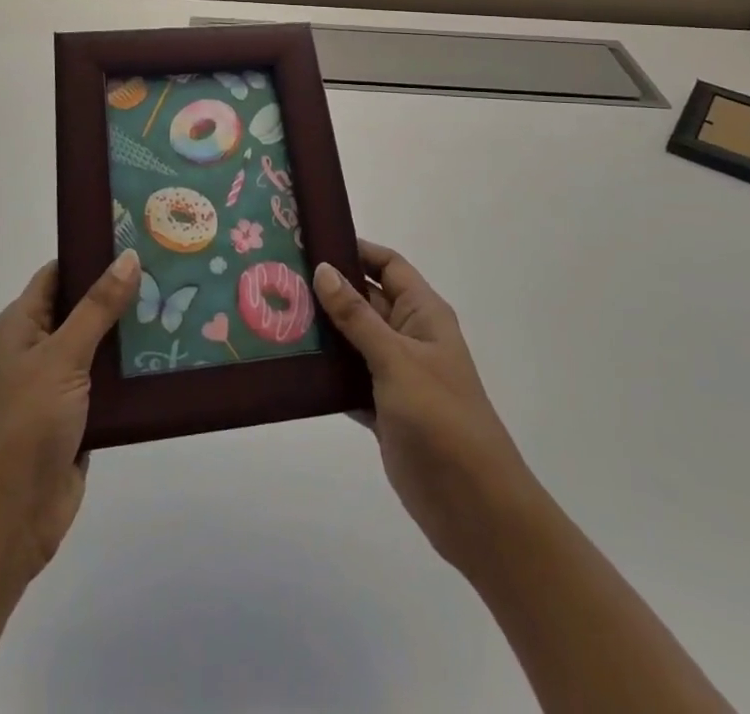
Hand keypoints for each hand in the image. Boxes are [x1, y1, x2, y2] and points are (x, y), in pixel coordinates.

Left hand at [0, 249, 141, 584]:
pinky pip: (113, 380)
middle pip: (86, 305)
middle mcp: (40, 347)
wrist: (11, 518)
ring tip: (183, 302)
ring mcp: (61, 383)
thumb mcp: (62, 357)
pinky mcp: (82, 414)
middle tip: (171, 267)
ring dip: (134, 330)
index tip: (137, 234)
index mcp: (23, 324)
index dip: (93, 252)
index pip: (60, 272)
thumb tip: (128, 256)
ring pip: (104, 343)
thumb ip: (97, 307)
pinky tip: (173, 353)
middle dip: (123, 290)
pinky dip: (136, 368)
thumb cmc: (26, 424)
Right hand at [313, 242, 540, 579]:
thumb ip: (358, 317)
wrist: (474, 507)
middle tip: (280, 279)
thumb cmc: (441, 419)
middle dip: (329, 290)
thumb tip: (324, 269)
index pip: (388, 265)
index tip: (311, 241)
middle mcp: (409, 336)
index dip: (355, 250)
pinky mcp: (382, 409)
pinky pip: (348, 379)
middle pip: (365, 300)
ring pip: (353, 340)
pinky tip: (290, 367)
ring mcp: (396, 375)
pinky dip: (325, 374)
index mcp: (423, 314)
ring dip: (322, 332)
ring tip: (275, 316)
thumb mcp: (397, 360)